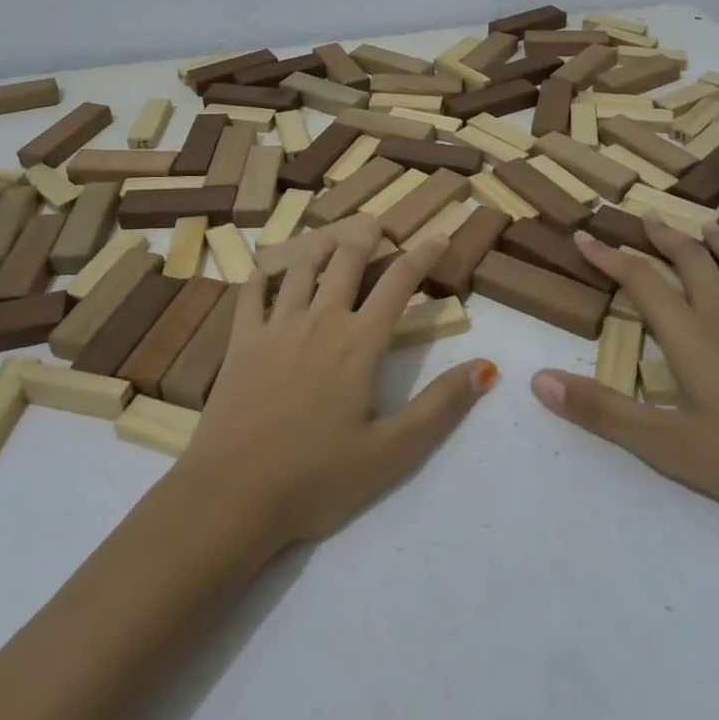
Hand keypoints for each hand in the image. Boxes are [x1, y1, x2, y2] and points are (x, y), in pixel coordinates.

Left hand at [174, 218, 498, 550]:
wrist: (232, 496)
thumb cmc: (317, 478)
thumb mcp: (392, 452)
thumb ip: (440, 405)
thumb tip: (486, 366)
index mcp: (359, 343)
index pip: (399, 283)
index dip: (422, 255)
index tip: (439, 235)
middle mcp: (320, 320)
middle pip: (346, 260)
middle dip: (365, 235)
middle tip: (375, 223)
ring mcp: (275, 326)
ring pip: (300, 267)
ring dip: (319, 244)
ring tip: (330, 236)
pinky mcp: (240, 341)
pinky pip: (251, 292)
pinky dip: (262, 273)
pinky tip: (266, 268)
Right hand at [531, 216, 718, 544]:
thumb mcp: (669, 447)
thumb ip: (603, 411)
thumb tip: (538, 380)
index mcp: (692, 335)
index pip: (641, 280)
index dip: (609, 255)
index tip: (585, 236)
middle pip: (692, 257)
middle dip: (663, 234)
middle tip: (645, 219)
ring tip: (703, 232)